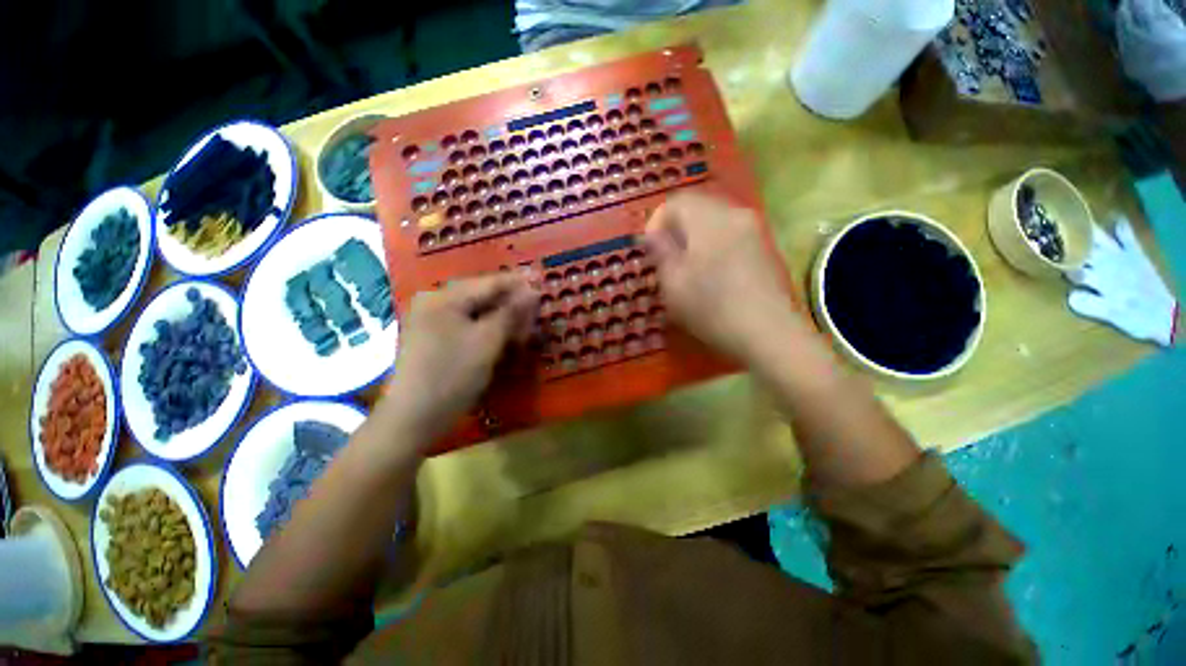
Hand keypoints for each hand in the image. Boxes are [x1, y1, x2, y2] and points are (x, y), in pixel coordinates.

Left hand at [384, 273, 537, 442]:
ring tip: (524, 330)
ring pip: (477, 312)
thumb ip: (511, 313)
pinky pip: (468, 325)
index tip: (544, 290)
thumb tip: (533, 291)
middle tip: (536, 317)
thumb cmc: (453, 375)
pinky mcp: (435, 338)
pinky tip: (503, 339)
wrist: (414, 418)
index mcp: (444, 297)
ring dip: (502, 319)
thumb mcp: (487, 341)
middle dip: (511, 305)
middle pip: (482, 296)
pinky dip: (488, 331)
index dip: (519, 285)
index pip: (489, 283)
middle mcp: (435, 302)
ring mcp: (432, 320)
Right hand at [644, 192, 798, 361]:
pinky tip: (712, 273)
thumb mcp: (673, 282)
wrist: (767, 332)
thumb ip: (660, 251)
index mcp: (709, 218)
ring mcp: (753, 229)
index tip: (651, 251)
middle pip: (697, 207)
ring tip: (687, 268)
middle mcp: (734, 214)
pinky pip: (730, 235)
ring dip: (694, 238)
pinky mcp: (763, 247)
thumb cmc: (711, 308)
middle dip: (676, 230)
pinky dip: (713, 246)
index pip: (676, 202)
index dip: (657, 223)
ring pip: (714, 221)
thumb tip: (653, 234)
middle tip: (666, 260)